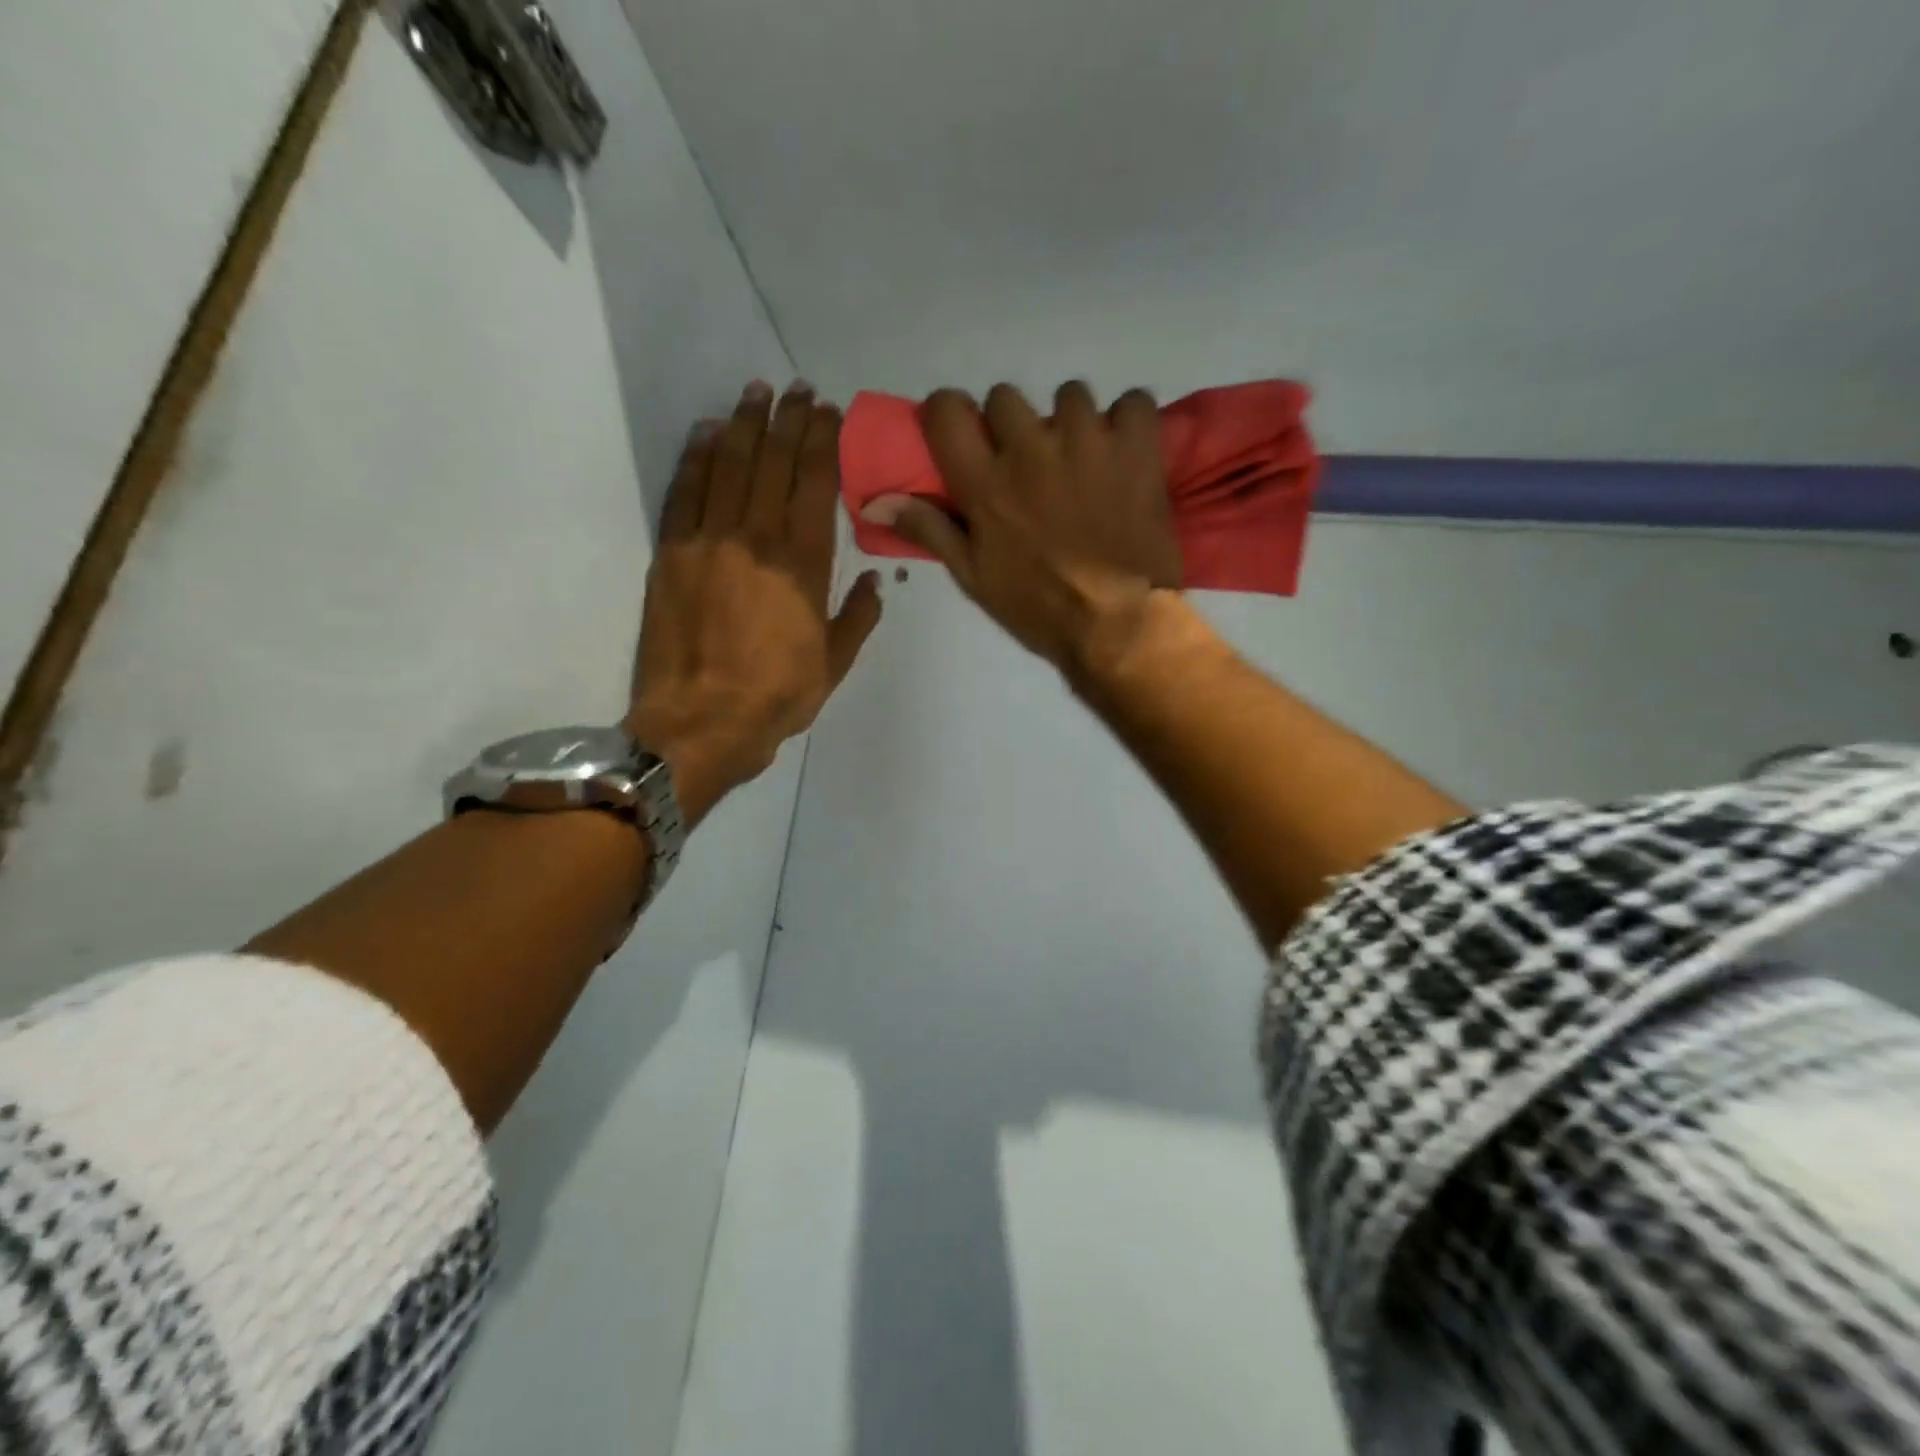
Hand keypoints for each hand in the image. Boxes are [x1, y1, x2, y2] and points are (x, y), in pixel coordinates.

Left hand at [630, 380, 881, 825]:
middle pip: (773, 463)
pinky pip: (685, 492)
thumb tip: (874, 580)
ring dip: (743, 424)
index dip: (822, 442)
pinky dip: (696, 457)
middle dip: (787, 420)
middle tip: (796, 388)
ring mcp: (709, 542)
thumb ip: (858, 617)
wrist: (701, 724)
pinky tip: (706, 432)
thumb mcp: (835, 664)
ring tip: (755, 392)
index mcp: (803, 565)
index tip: (827, 411)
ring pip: (728, 466)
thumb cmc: (777, 697)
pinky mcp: (672, 554)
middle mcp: (757, 539)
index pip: (814, 484)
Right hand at [859, 382, 1180, 682]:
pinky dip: (1128, 423)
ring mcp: (1087, 442)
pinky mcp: (1136, 448)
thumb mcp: (974, 577)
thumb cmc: (1038, 607)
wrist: (1117, 624)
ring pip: (1069, 396)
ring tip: (1082, 462)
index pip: (947, 410)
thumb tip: (876, 502)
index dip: (949, 414)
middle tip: (1027, 461)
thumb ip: (929, 529)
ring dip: (1070, 424)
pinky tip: (1124, 454)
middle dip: (1010, 424)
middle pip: (1005, 396)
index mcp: (985, 482)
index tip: (961, 435)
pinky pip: (1133, 402)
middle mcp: (1030, 449)